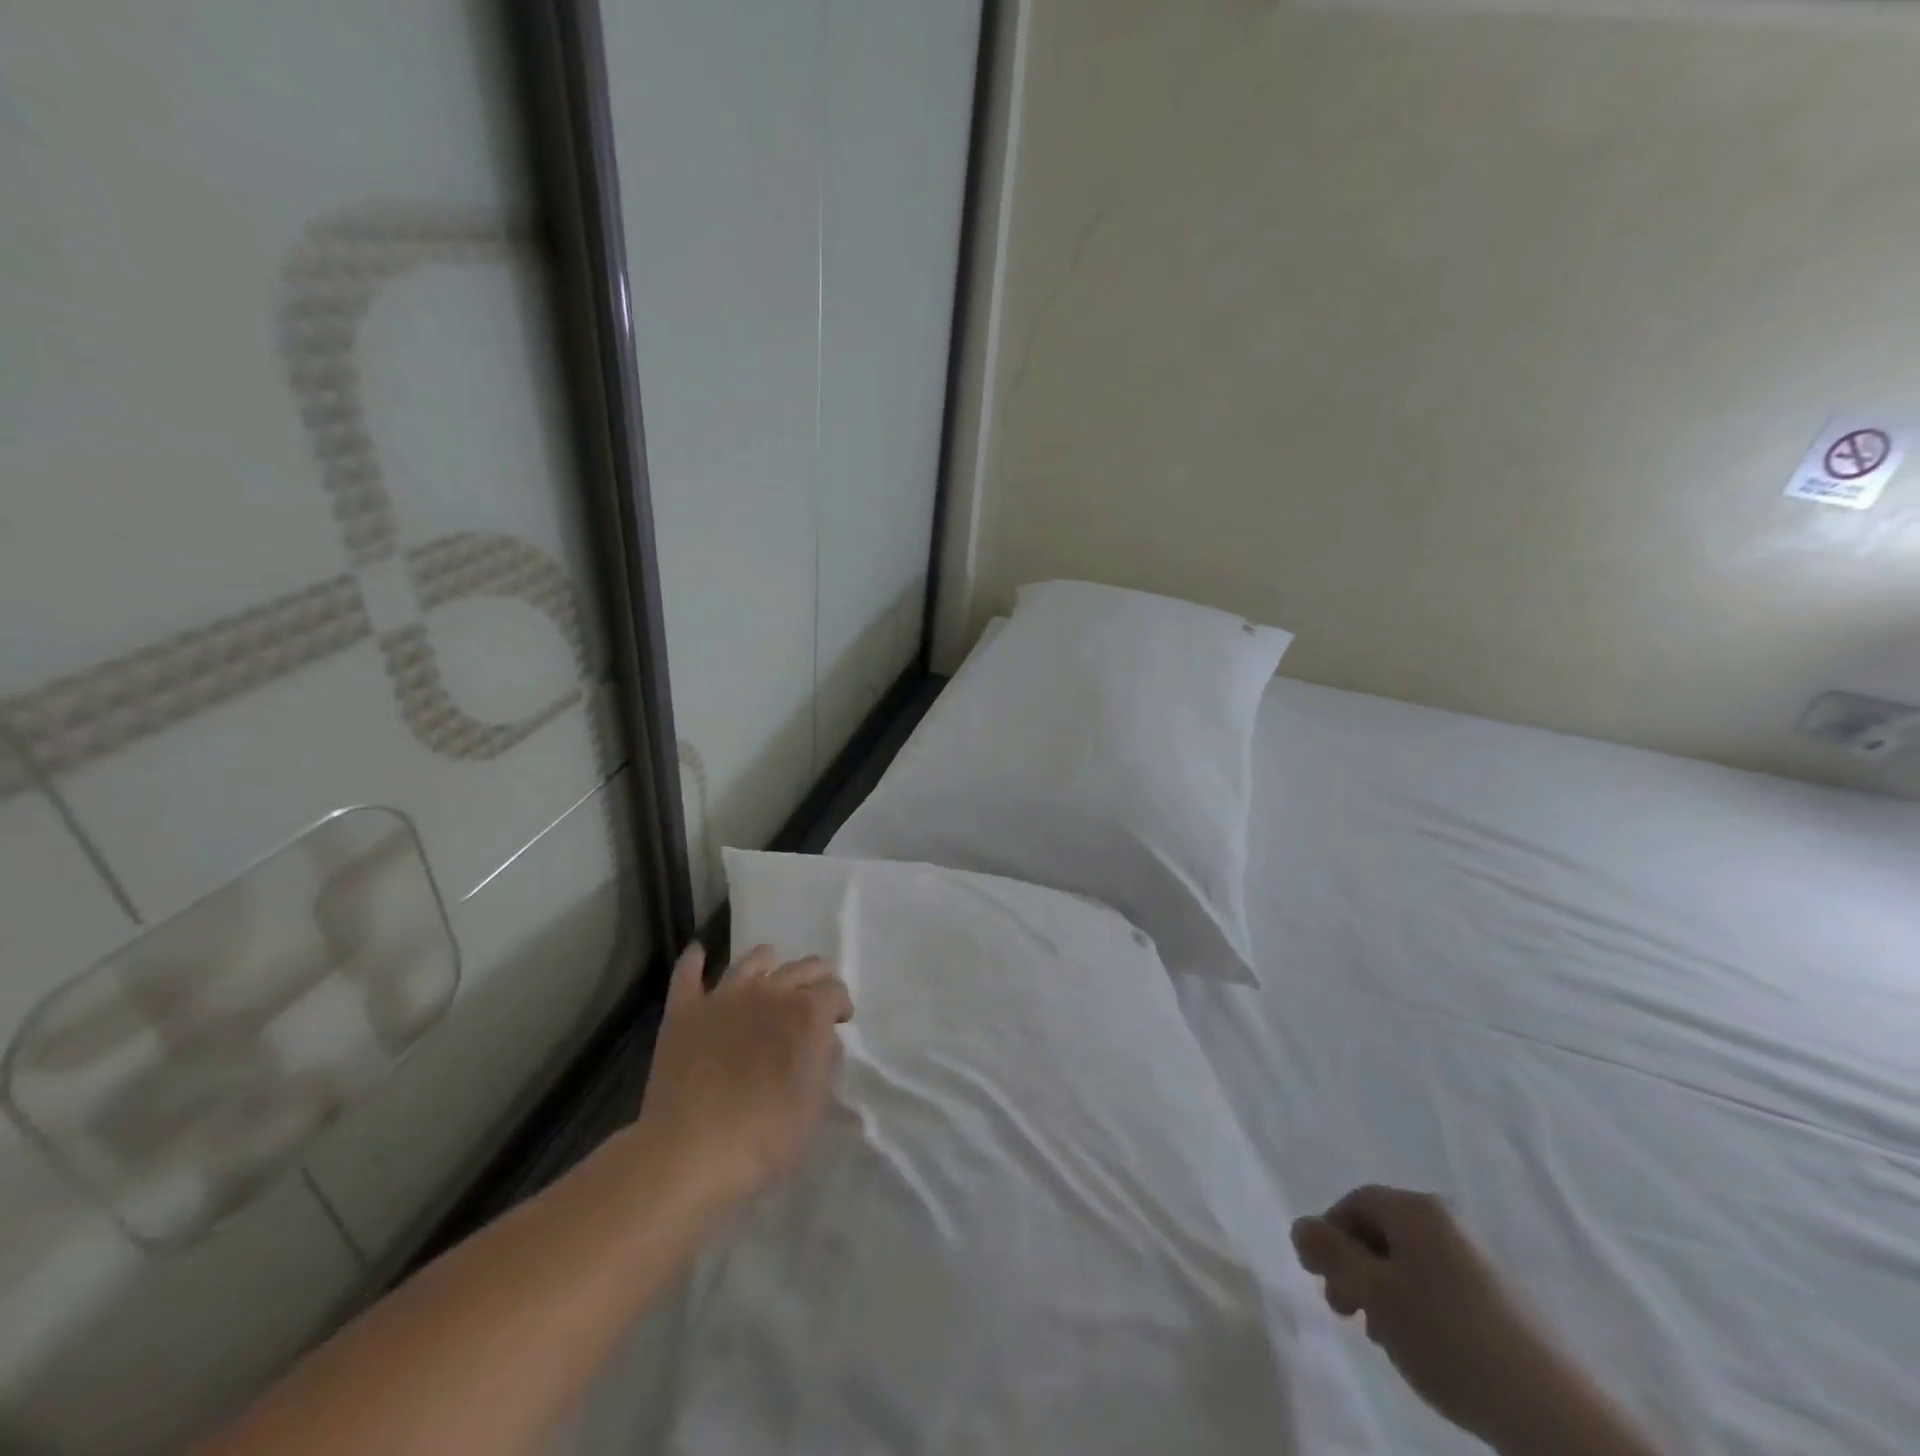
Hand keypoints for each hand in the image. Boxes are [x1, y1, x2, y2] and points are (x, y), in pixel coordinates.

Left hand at [629, 943, 852, 1214]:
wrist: (688, 1151)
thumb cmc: (763, 1137)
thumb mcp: (814, 1107)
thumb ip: (825, 1064)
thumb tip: (825, 1040)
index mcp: (807, 1013)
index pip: (836, 991)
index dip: (841, 1006)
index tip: (840, 1023)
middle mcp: (770, 991)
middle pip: (803, 967)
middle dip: (816, 979)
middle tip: (815, 999)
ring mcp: (724, 996)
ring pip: (753, 960)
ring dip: (768, 963)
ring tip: (770, 975)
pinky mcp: (685, 1010)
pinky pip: (687, 972)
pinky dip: (695, 960)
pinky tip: (699, 954)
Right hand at [1292, 1186, 1548, 1443]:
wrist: (1551, 1412)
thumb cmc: (1447, 1337)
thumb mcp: (1373, 1292)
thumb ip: (1330, 1253)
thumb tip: (1300, 1225)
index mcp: (1416, 1209)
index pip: (1354, 1202)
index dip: (1328, 1235)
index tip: (1320, 1279)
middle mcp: (1447, 1223)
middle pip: (1381, 1231)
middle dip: (1353, 1267)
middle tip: (1344, 1311)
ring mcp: (1478, 1261)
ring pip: (1408, 1264)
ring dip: (1383, 1293)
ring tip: (1383, 1338)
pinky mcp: (1500, 1301)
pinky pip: (1439, 1287)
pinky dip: (1417, 1309)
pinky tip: (1422, 1348)